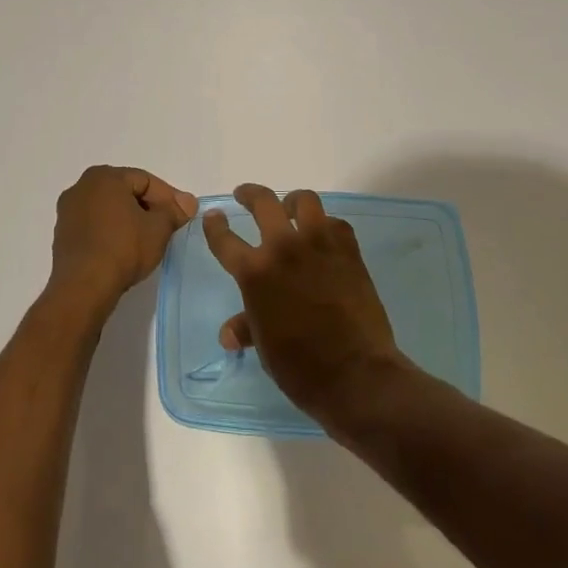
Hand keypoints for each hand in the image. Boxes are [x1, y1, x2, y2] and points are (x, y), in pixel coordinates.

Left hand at [49, 165, 197, 309]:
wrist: (83, 287)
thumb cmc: (123, 248)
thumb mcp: (159, 228)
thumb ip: (174, 211)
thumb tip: (187, 202)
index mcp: (104, 176)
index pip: (145, 181)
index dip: (169, 197)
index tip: (183, 215)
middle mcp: (81, 187)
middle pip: (126, 192)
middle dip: (149, 207)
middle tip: (168, 226)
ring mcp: (68, 212)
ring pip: (109, 209)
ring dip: (130, 220)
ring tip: (148, 240)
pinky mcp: (62, 235)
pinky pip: (95, 226)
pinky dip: (112, 232)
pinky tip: (125, 250)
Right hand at [204, 184, 405, 423]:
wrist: (354, 372)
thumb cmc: (299, 365)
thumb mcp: (265, 346)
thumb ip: (247, 327)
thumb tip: (229, 334)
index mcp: (255, 272)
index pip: (225, 239)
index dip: (215, 225)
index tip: (214, 216)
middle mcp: (284, 248)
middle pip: (263, 203)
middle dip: (250, 194)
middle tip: (245, 196)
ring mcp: (319, 244)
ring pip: (304, 201)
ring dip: (292, 202)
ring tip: (290, 209)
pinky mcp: (348, 250)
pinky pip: (335, 223)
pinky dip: (326, 226)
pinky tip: (324, 238)